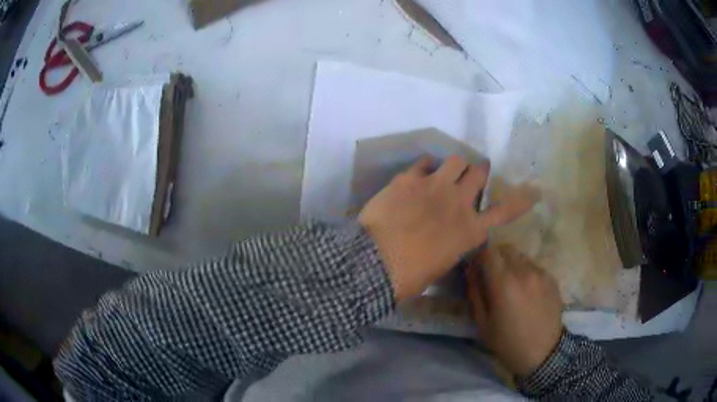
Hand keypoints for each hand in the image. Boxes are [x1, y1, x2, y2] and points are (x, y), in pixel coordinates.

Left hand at [358, 155, 534, 301]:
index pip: (503, 211)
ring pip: (456, 160)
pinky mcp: (409, 179)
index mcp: (469, 231)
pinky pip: (424, 162)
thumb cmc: (408, 276)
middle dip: (478, 173)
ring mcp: (434, 186)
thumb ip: (452, 244)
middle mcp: (458, 203)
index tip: (533, 192)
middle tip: (473, 176)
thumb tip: (451, 235)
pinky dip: (427, 167)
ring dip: (455, 166)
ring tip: (447, 173)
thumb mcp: (440, 265)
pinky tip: (421, 174)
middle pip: (479, 173)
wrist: (373, 263)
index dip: (521, 200)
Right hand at [466, 244, 563, 377]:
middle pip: (506, 249)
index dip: (479, 256)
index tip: (476, 267)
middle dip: (496, 257)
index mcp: (504, 283)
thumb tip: (471, 271)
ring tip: (511, 284)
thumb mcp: (483, 323)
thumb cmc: (507, 342)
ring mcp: (540, 274)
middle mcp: (524, 272)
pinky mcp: (551, 279)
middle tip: (492, 274)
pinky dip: (526, 272)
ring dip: (512, 264)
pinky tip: (526, 292)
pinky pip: (534, 267)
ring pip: (521, 257)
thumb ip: (475, 293)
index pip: (488, 252)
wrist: (542, 352)